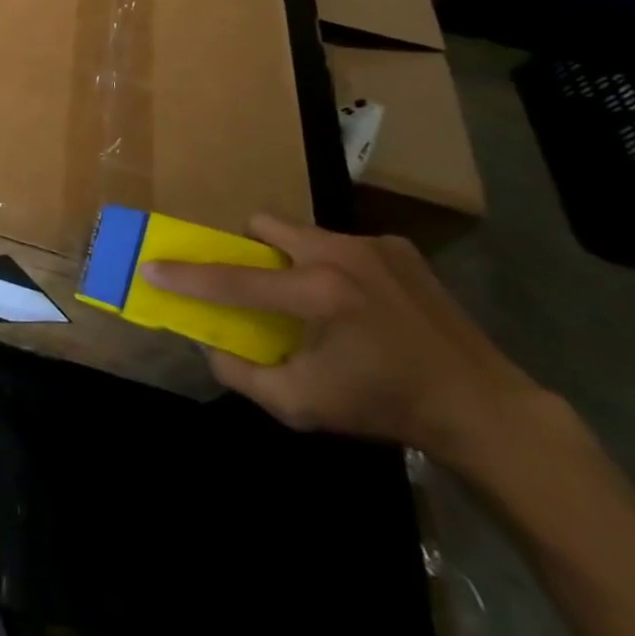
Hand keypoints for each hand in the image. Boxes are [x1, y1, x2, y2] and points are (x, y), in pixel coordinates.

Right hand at [142, 215, 546, 461]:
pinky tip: (360, 305)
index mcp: (316, 293)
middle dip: (249, 250)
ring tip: (314, 299)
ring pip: (303, 232)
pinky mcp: (398, 247)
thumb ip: (244, 375)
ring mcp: (371, 245)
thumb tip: (208, 345)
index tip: (150, 266)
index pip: (232, 279)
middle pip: (263, 225)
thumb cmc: (386, 408)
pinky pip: (343, 244)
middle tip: (258, 285)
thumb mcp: (304, 406)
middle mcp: (338, 254)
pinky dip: (335, 266)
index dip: (185, 276)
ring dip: (292, 258)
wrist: (484, 409)